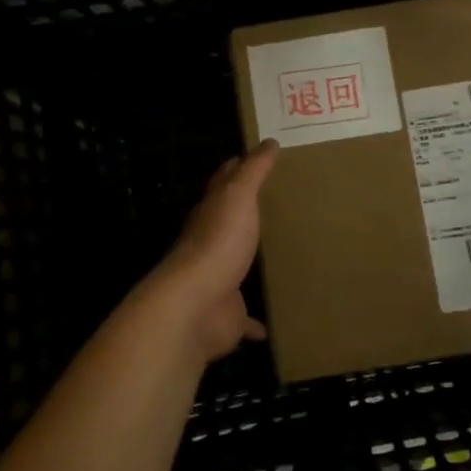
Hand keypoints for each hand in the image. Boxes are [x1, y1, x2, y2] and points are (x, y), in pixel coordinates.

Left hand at [139, 140, 280, 361]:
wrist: (195, 305)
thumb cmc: (218, 242)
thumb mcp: (238, 197)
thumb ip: (253, 171)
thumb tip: (268, 142)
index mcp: (211, 213)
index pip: (223, 184)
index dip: (236, 169)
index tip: (255, 158)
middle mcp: (210, 244)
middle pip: (227, 224)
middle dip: (244, 215)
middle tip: (274, 206)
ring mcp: (217, 280)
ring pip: (234, 268)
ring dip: (248, 265)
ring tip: (276, 260)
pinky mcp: (226, 315)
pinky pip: (243, 318)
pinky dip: (253, 323)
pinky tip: (267, 328)